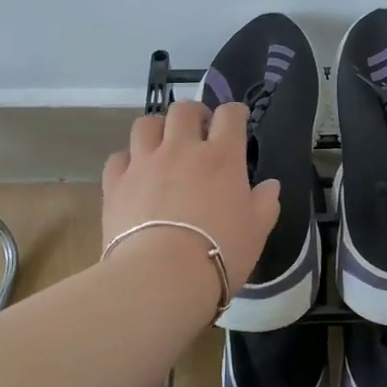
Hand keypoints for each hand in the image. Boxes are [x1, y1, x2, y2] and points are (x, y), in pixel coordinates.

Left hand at [101, 101, 281, 297]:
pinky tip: (134, 174)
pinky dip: (128, 160)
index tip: (238, 119)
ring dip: (158, 128)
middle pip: (184, 110)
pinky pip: (118, 158)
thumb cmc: (220, 252)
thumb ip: (265, 203)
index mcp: (221, 157)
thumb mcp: (257, 231)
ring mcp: (144, 163)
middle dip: (194, 113)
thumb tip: (270, 185)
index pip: (229, 115)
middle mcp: (181, 149)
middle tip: (199, 130)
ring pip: (146, 125)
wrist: (162, 276)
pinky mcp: (116, 184)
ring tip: (162, 144)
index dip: (235, 112)